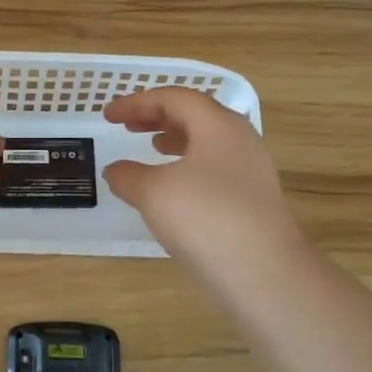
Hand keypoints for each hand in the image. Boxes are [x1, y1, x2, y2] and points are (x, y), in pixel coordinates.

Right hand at [103, 88, 303, 274]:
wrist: (264, 274)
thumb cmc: (205, 219)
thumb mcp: (153, 193)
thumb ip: (128, 175)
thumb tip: (116, 170)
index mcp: (218, 125)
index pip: (175, 98)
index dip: (138, 102)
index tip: (108, 116)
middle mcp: (240, 140)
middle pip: (196, 115)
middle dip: (158, 116)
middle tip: (128, 125)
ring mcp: (251, 171)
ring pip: (208, 142)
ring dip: (175, 139)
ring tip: (151, 148)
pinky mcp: (253, 200)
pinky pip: (215, 168)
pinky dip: (188, 166)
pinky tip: (173, 188)